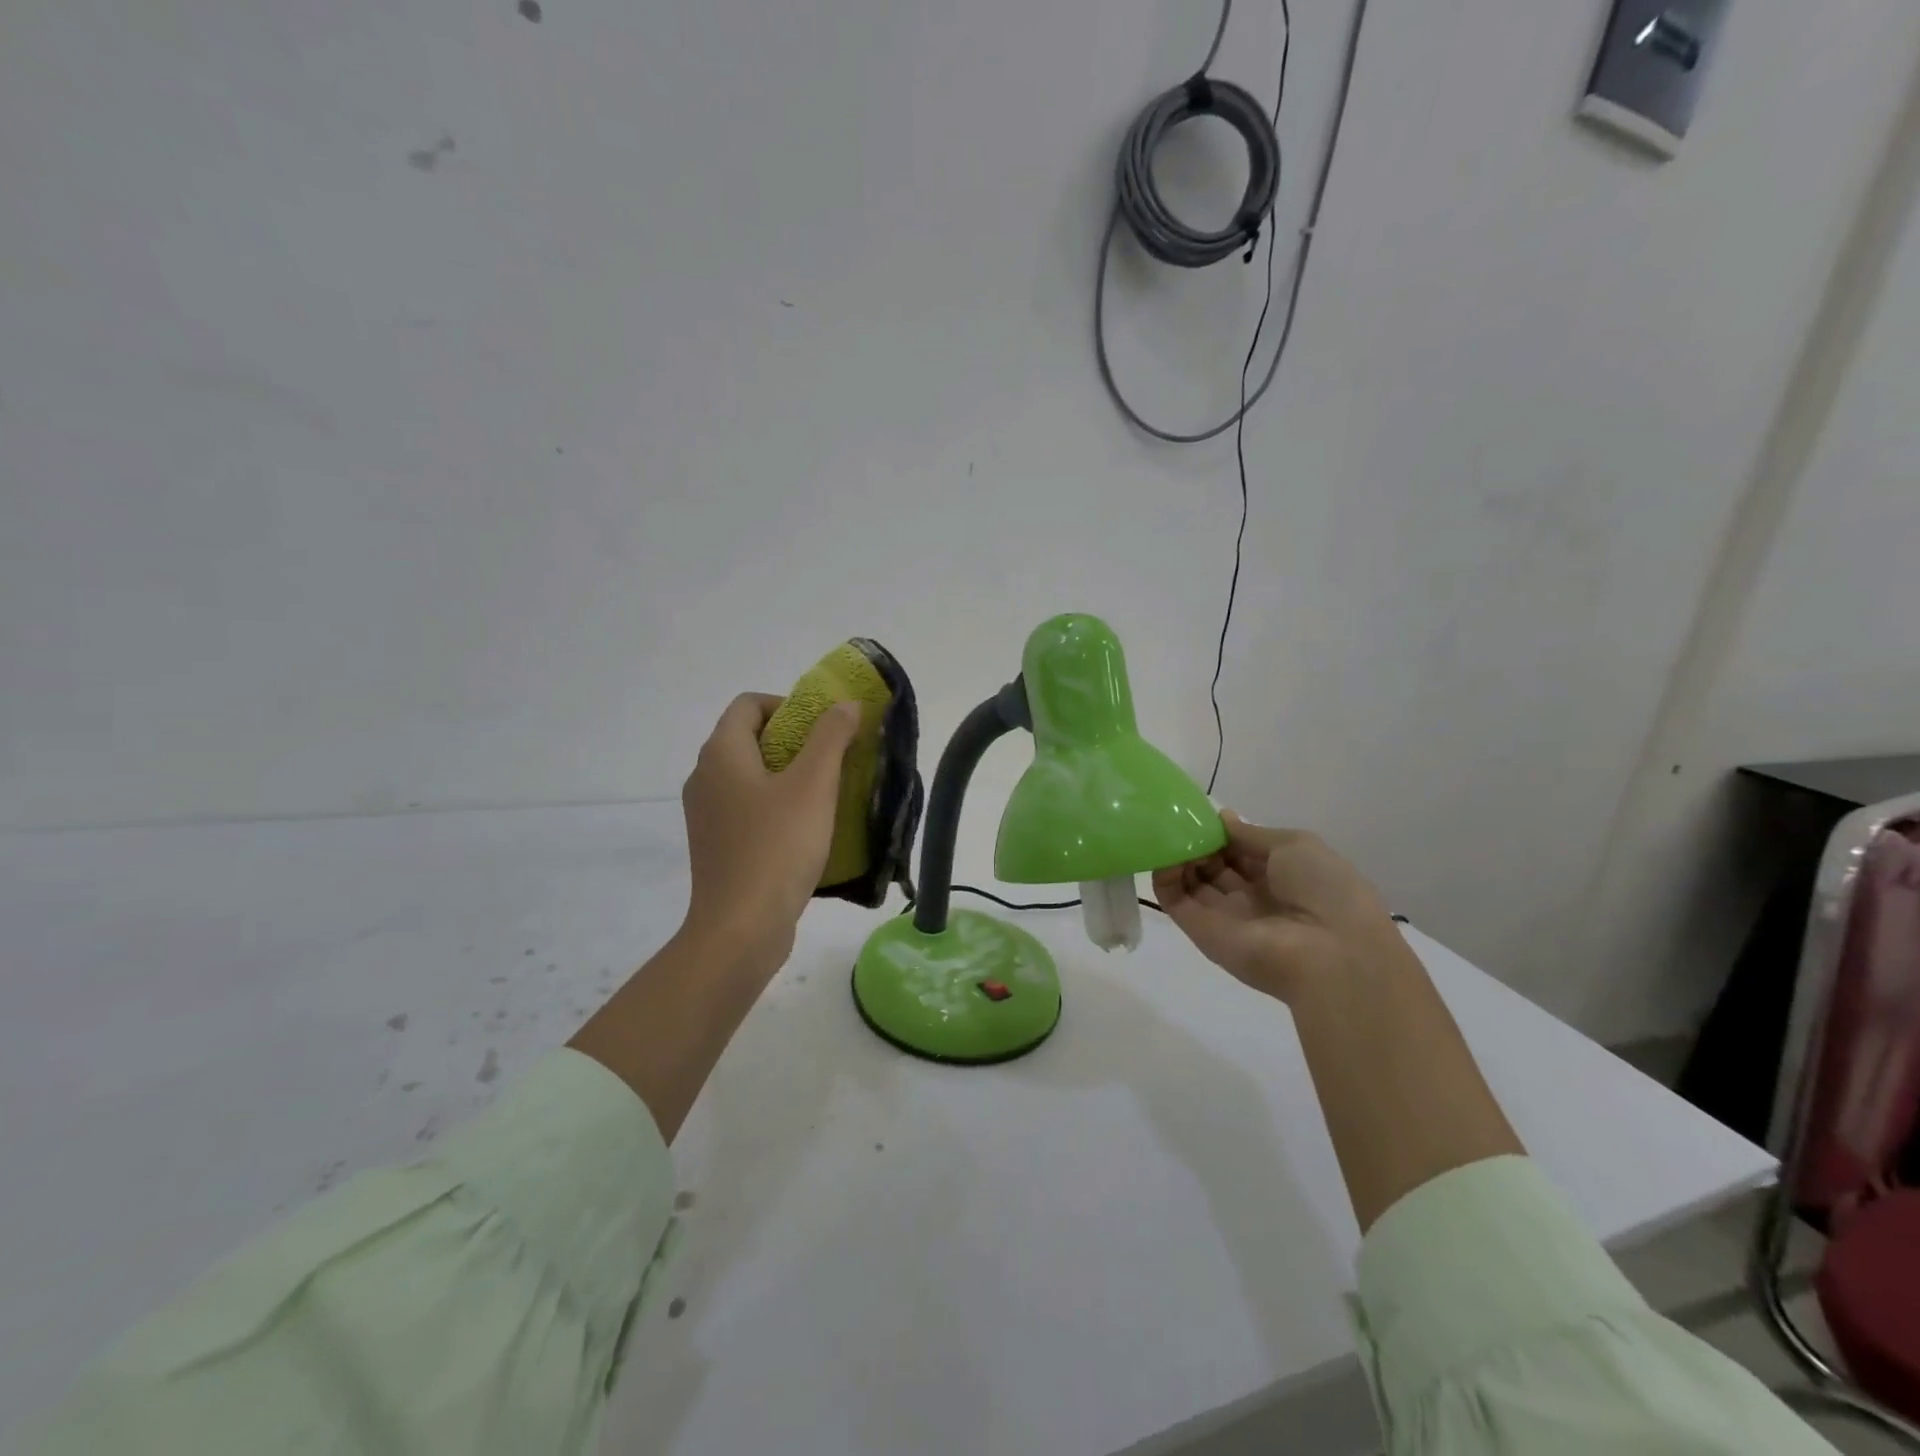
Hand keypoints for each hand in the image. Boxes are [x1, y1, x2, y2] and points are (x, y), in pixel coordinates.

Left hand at [680, 693, 860, 962]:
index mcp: (721, 754)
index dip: (788, 704)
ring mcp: (706, 815)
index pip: (749, 704)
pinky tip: (806, 829)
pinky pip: (747, 808)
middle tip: (834, 759)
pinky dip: (775, 805)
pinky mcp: (716, 845)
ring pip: (749, 776)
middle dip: (794, 741)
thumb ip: (831, 737)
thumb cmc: (778, 847)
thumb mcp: (813, 785)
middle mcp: (704, 778)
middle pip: (749, 738)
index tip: (823, 728)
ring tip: (827, 794)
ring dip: (788, 775)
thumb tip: (845, 704)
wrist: (741, 929)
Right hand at [1151, 812, 1408, 1003]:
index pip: (1240, 851)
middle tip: (1182, 823)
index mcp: (1279, 876)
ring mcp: (1223, 915)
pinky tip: (1163, 855)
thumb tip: (1221, 819)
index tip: (1202, 816)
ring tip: (1171, 835)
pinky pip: (1175, 900)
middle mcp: (1250, 897)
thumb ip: (1251, 834)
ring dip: (1178, 856)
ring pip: (1190, 881)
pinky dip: (1163, 877)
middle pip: (1213, 865)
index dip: (1221, 833)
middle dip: (1197, 842)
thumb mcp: (1295, 845)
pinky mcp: (1200, 931)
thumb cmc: (1324, 890)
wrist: (1331, 953)